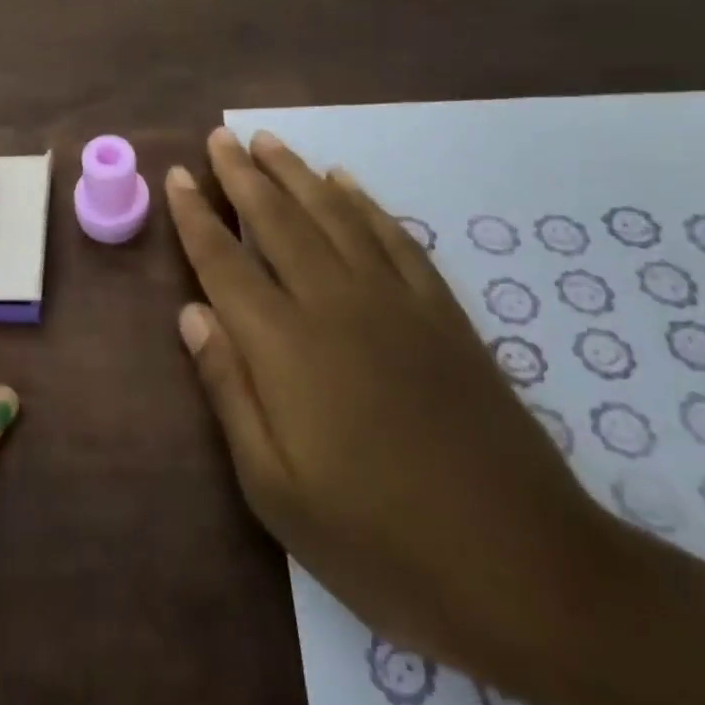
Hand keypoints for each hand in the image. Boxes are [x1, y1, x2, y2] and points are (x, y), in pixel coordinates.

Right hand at [165, 128, 612, 675]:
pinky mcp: (444, 314)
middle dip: (242, 174)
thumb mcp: (274, 487)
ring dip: (297, 172)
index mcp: (285, 346)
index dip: (196, 216)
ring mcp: (396, 302)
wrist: (526, 569)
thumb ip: (228, 389)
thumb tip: (191, 314)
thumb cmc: (378, 540)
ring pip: (335, 214)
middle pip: (279, 220)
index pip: (225, 261)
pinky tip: (347, 182)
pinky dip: (365, 202)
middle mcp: (335, 304)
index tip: (178, 175)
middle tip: (220, 136)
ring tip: (269, 141)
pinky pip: (395, 237)